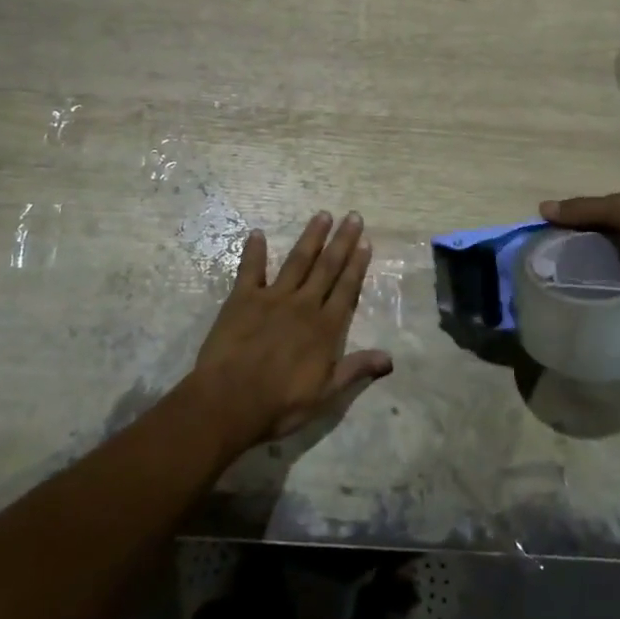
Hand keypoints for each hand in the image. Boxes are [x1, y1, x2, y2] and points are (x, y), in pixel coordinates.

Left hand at [190, 211, 393, 447]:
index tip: (365, 241)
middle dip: (342, 241)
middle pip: (327, 267)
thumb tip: (390, 358)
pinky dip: (255, 251)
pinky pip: (250, 269)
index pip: (346, 288)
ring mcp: (272, 298)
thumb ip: (356, 370)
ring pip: (297, 261)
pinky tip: (258, 233)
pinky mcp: (242, 299)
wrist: (229, 402)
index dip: (357, 264)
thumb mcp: (325, 395)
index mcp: (325, 328)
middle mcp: (303, 305)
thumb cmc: (280, 404)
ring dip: (311, 237)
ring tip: (322, 215)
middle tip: (352, 216)